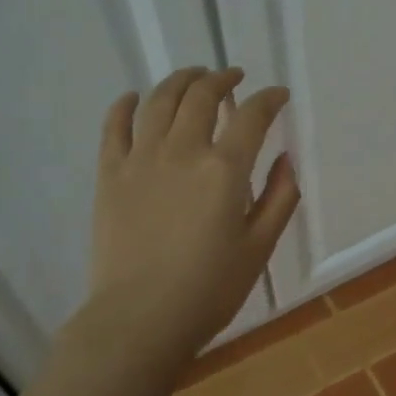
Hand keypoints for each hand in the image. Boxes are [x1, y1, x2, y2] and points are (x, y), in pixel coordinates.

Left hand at [86, 67, 299, 366]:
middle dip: (223, 79)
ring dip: (180, 80)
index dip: (269, 99)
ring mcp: (141, 159)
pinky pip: (114, 126)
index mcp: (225, 169)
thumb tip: (286, 158)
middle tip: (233, 78)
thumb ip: (279, 197)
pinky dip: (125, 105)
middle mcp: (183, 151)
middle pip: (202, 96)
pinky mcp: (110, 174)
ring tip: (193, 77)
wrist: (140, 318)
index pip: (252, 116)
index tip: (277, 95)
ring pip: (159, 101)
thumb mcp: (260, 246)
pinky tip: (133, 97)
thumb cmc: (210, 288)